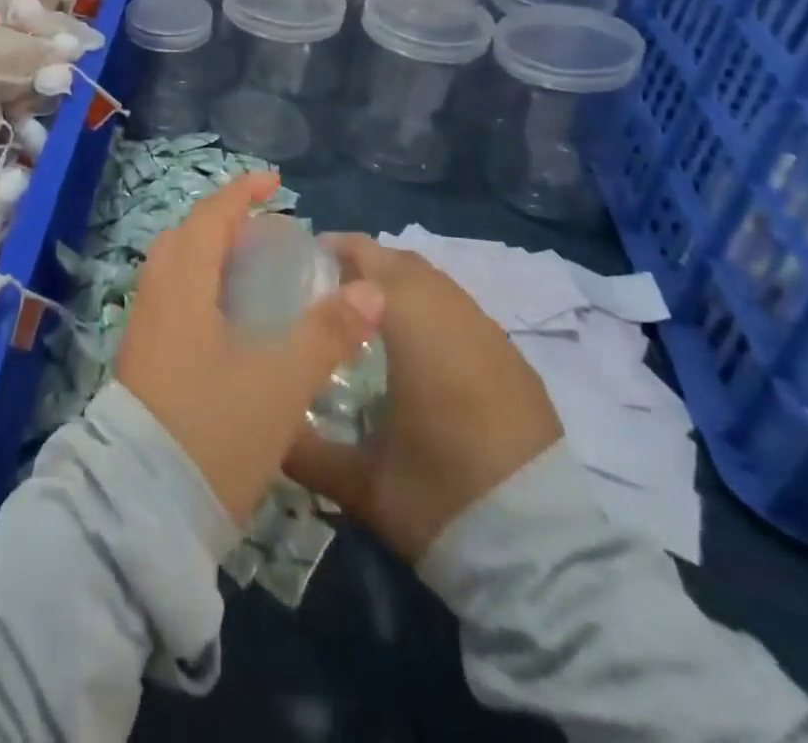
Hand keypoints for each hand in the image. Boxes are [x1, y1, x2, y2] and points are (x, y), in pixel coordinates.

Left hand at [114, 173, 385, 526]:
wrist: (144, 506)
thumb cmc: (214, 429)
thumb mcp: (281, 381)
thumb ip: (327, 332)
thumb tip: (370, 289)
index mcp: (182, 285)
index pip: (210, 217)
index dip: (241, 193)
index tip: (274, 181)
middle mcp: (156, 296)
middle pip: (186, 238)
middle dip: (224, 223)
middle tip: (266, 232)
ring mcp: (144, 329)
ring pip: (176, 270)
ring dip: (211, 256)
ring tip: (253, 270)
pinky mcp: (143, 359)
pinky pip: (172, 299)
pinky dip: (201, 287)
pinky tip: (230, 320)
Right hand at [284, 236, 563, 560]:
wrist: (543, 557)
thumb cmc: (440, 499)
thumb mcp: (359, 481)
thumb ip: (303, 449)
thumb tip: (264, 429)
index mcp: (413, 325)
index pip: (367, 259)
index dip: (333, 250)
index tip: (300, 263)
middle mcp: (455, 315)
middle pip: (403, 262)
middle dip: (364, 263)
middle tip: (327, 288)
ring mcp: (492, 336)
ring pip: (437, 284)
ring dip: (400, 286)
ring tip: (367, 316)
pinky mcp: (517, 363)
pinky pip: (463, 313)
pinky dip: (433, 312)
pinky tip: (417, 352)